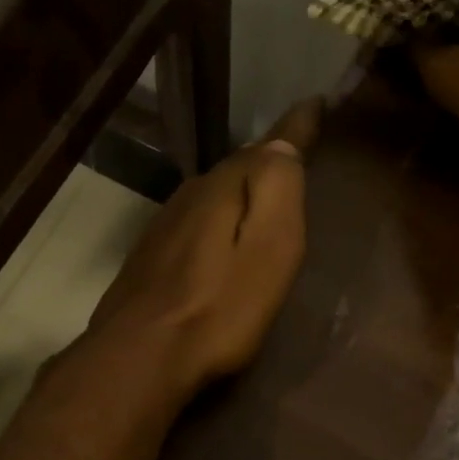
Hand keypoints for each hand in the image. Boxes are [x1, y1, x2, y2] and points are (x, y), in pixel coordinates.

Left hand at [86, 98, 321, 401]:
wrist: (142, 355)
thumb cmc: (221, 307)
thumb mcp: (269, 248)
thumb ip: (277, 189)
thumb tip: (282, 141)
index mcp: (223, 188)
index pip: (268, 145)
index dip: (296, 127)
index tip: (316, 104)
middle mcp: (189, 195)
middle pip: (236, 169)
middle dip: (265, 161)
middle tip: (294, 158)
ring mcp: (163, 225)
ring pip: (211, 195)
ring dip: (237, 192)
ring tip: (260, 201)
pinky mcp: (149, 256)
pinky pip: (193, 221)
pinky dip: (214, 220)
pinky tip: (219, 241)